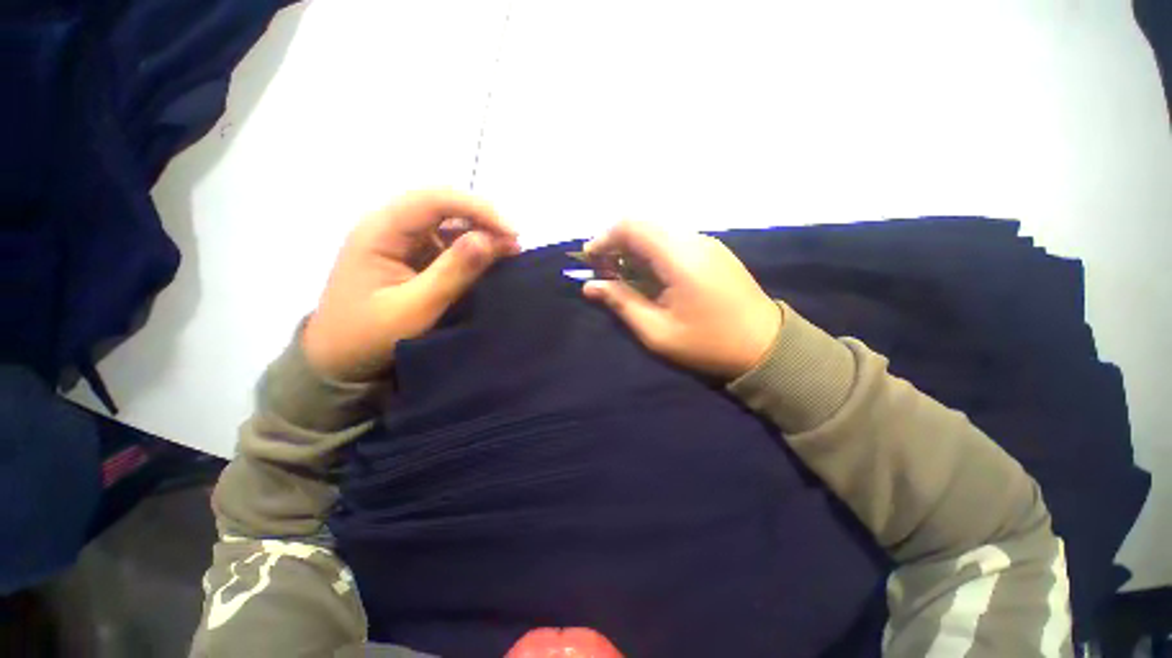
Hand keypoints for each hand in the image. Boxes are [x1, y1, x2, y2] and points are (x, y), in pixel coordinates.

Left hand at [303, 189, 518, 380]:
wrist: (338, 361)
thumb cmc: (370, 336)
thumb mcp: (416, 308)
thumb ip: (454, 272)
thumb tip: (491, 240)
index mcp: (380, 231)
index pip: (434, 200)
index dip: (478, 209)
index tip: (513, 233)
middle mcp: (390, 226)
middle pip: (442, 205)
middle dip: (483, 218)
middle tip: (515, 242)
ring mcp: (400, 240)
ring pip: (447, 222)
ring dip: (480, 232)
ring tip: (509, 251)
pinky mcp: (411, 256)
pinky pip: (446, 242)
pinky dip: (471, 248)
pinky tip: (490, 259)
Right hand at [582, 221, 781, 379]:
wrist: (765, 347)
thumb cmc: (708, 344)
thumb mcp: (657, 332)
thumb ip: (621, 304)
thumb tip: (590, 286)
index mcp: (679, 257)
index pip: (632, 226)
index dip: (604, 239)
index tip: (590, 261)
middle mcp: (693, 240)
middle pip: (643, 224)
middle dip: (616, 243)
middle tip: (605, 272)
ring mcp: (706, 243)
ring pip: (658, 231)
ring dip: (634, 248)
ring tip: (624, 277)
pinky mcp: (713, 251)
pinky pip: (673, 240)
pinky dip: (652, 252)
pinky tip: (651, 276)